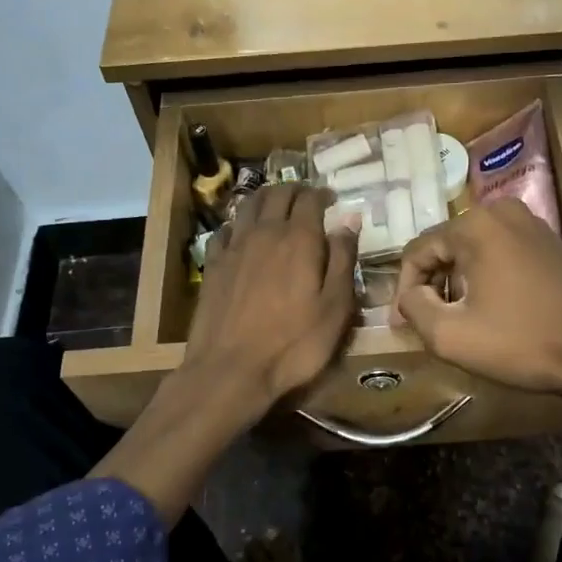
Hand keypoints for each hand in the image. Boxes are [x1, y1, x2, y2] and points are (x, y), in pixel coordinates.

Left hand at [186, 184, 357, 419]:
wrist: (231, 370)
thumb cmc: (293, 344)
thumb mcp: (335, 308)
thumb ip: (343, 260)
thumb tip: (349, 220)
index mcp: (298, 239)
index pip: (310, 198)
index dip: (322, 194)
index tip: (331, 199)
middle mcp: (264, 232)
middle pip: (277, 194)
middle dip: (295, 190)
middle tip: (307, 199)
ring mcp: (234, 247)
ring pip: (249, 205)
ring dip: (266, 199)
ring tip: (277, 206)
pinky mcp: (213, 265)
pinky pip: (225, 229)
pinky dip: (239, 223)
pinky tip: (242, 233)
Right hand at [394, 199, 561, 398]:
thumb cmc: (521, 343)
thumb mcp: (450, 336)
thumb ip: (414, 308)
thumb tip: (410, 294)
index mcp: (475, 224)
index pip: (417, 250)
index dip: (404, 289)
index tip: (404, 324)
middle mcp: (502, 211)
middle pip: (445, 246)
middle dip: (432, 284)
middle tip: (429, 323)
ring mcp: (531, 223)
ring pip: (472, 249)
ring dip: (458, 282)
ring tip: (458, 319)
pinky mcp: (550, 241)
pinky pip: (500, 252)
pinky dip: (486, 276)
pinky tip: (491, 309)